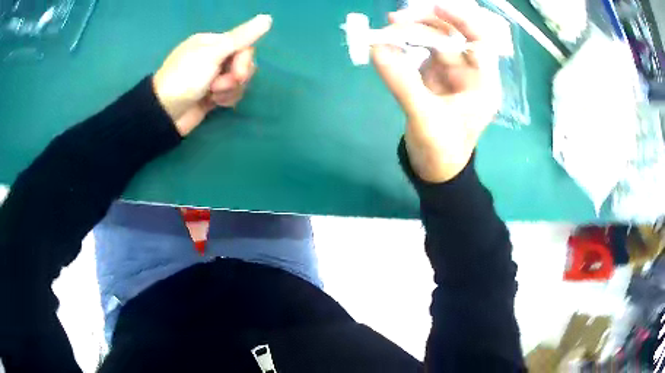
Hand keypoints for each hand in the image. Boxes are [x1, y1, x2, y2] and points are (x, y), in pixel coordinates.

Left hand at [153, 14, 272, 135]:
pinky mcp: (213, 95)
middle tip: (218, 86)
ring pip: (239, 80)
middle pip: (243, 63)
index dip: (244, 60)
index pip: (243, 45)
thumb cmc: (185, 79)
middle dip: (235, 78)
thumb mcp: (213, 54)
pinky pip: (232, 93)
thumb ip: (241, 37)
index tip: (237, 73)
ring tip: (213, 97)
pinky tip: (214, 103)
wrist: (165, 114)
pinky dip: (226, 99)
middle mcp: (214, 57)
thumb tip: (267, 18)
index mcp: (212, 43)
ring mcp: (213, 77)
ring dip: (230, 90)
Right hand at [371, 5, 500, 181]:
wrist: (434, 169)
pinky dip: (405, 45)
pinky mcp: (434, 77)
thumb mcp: (424, 118)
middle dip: (426, 24)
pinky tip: (389, 43)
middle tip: (395, 20)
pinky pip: (420, 52)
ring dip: (413, 32)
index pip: (480, 41)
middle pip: (453, 36)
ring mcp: (451, 73)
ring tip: (388, 29)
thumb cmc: (441, 150)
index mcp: (482, 84)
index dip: (461, 20)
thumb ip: (402, 82)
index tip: (435, 7)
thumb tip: (376, 48)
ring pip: (435, 41)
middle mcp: (469, 73)